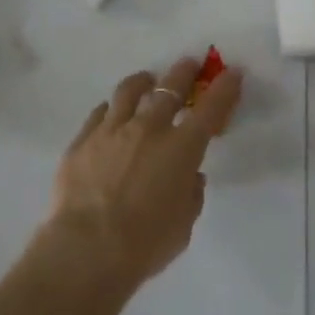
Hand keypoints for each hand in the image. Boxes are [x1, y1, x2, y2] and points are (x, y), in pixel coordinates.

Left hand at [38, 56, 243, 291]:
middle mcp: (148, 128)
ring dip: (143, 81)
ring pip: (129, 90)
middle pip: (170, 88)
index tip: (232, 73)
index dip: (224, 88)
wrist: (86, 249)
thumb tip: (189, 177)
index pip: (210, 109)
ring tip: (146, 81)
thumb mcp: (183, 225)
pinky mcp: (83, 139)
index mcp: (181, 149)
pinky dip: (111, 109)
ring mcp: (112, 129)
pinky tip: (111, 114)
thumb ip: (190, 194)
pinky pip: (100, 113)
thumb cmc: (144, 244)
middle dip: (184, 72)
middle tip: (189, 64)